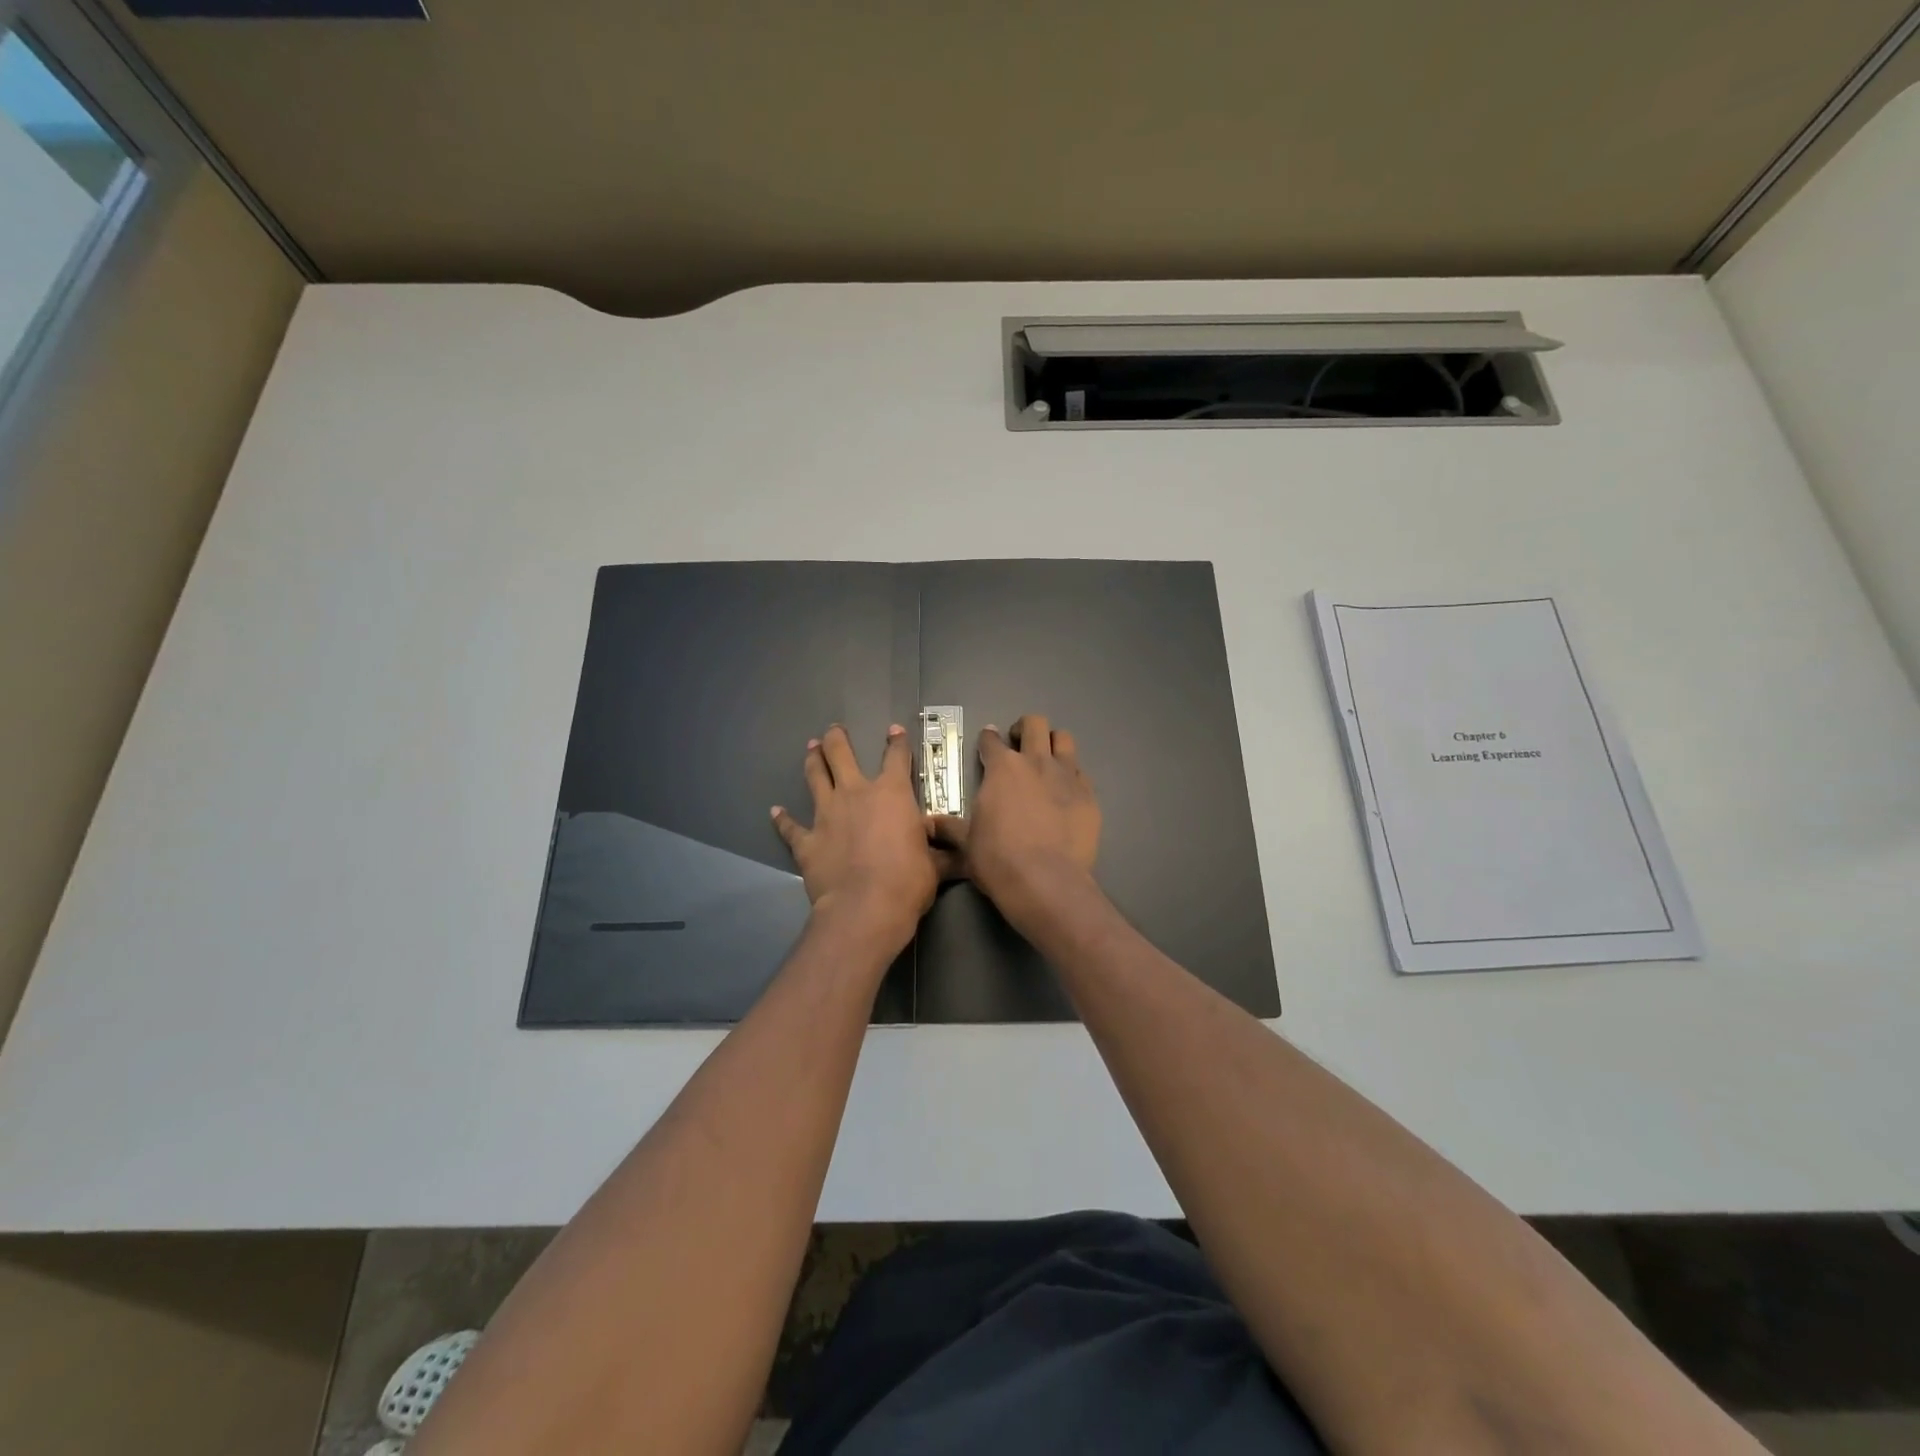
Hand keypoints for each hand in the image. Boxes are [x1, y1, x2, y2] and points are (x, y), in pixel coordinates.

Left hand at [772, 723, 939, 951]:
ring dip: (812, 761)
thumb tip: (957, 853)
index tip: (894, 730)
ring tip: (810, 748)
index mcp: (892, 794)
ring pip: (815, 778)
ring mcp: (827, 815)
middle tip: (833, 730)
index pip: (897, 757)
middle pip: (841, 755)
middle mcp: (856, 794)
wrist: (865, 908)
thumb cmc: (908, 881)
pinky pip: (791, 827)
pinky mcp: (806, 841)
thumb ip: (940, 852)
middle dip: (837, 739)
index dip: (897, 742)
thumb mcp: (935, 864)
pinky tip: (775, 811)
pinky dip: (782, 819)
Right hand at [929, 714, 1100, 927]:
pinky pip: (1081, 772)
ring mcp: (1066, 776)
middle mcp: (1035, 762)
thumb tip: (928, 822)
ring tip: (1046, 758)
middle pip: (1034, 723)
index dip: (987, 740)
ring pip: (1064, 739)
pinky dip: (1072, 774)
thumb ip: (950, 827)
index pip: (991, 740)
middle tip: (1018, 744)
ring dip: (1053, 742)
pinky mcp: (1089, 795)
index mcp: (1002, 768)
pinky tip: (1065, 790)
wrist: (1045, 881)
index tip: (987, 744)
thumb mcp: (966, 843)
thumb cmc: (998, 860)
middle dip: (1024, 728)